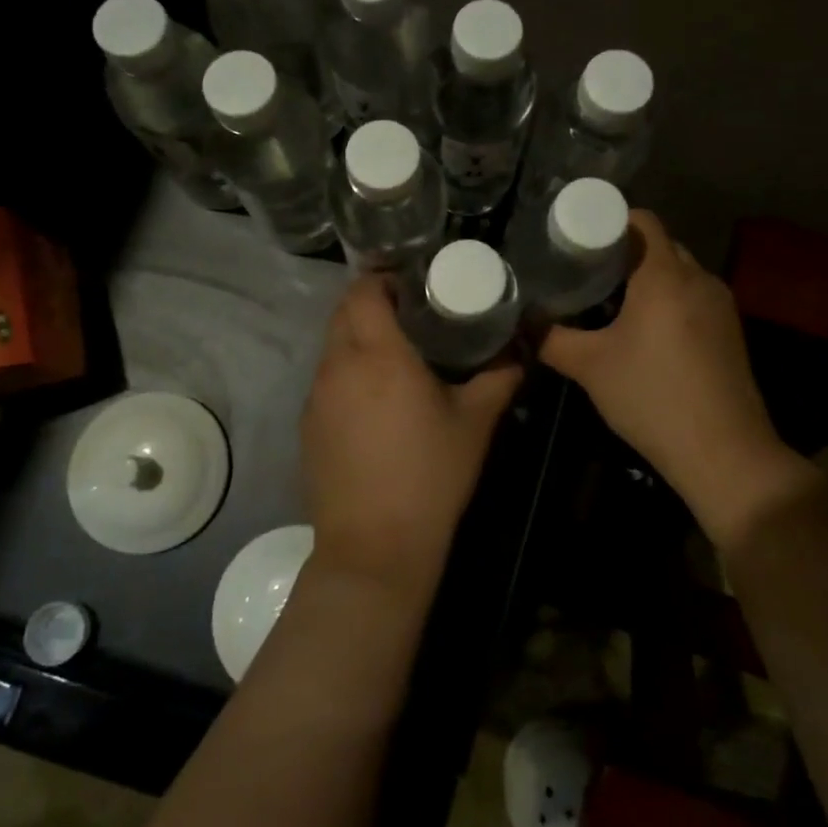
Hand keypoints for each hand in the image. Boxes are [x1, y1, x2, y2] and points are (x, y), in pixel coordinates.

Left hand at [300, 277, 522, 598]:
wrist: (374, 548)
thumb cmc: (430, 476)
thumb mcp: (475, 422)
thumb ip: (499, 376)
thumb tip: (520, 349)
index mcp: (378, 354)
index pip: (364, 290)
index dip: (384, 278)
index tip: (414, 286)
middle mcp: (338, 365)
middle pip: (343, 311)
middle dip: (372, 302)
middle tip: (411, 315)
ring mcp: (316, 396)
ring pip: (332, 345)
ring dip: (358, 337)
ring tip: (396, 354)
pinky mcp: (307, 425)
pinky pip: (325, 378)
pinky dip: (347, 371)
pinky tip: (375, 400)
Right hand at [539, 211, 817, 548]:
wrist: (724, 452)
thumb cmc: (652, 397)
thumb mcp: (590, 367)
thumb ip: (551, 338)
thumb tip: (522, 321)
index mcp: (665, 275)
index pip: (642, 220)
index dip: (609, 220)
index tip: (579, 238)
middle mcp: (698, 279)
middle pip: (660, 244)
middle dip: (625, 251)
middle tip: (586, 270)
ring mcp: (721, 305)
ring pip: (679, 272)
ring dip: (648, 277)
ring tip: (611, 300)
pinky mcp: (730, 331)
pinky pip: (693, 297)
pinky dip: (669, 299)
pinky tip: (646, 331)